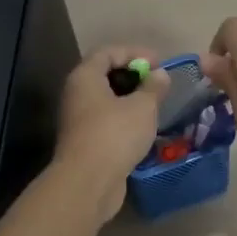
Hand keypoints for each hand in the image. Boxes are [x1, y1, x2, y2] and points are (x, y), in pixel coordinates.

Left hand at [54, 46, 168, 222]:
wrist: (88, 183)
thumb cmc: (115, 135)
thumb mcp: (142, 107)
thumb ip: (153, 87)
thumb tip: (159, 74)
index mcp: (85, 77)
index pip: (108, 52)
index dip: (134, 52)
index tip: (159, 63)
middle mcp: (77, 94)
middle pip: (105, 75)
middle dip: (133, 76)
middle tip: (158, 83)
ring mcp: (78, 120)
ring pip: (106, 100)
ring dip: (130, 99)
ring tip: (155, 105)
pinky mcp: (85, 142)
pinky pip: (106, 121)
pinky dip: (125, 119)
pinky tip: (144, 127)